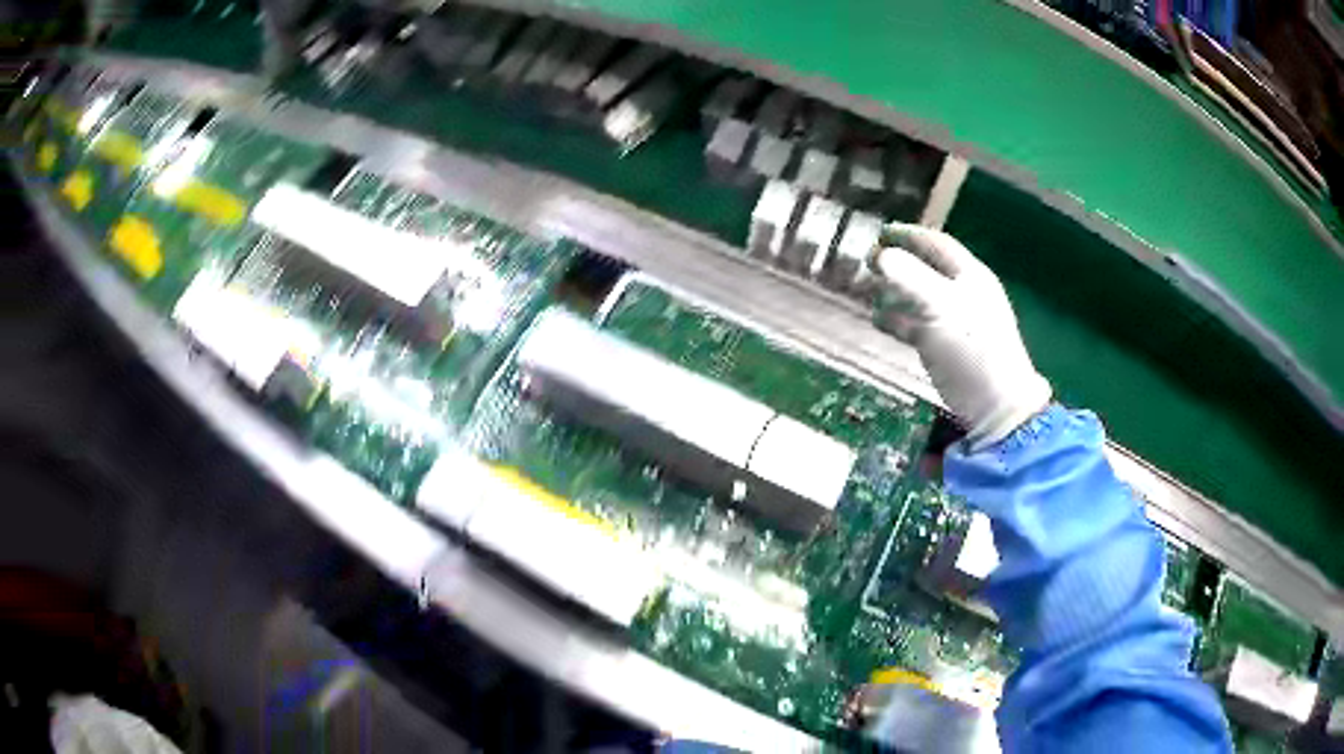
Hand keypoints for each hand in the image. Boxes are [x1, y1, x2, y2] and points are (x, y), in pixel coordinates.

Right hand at [870, 224, 1050, 446]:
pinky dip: (897, 320)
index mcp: (970, 276)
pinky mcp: (945, 347)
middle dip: (896, 265)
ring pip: (918, 297)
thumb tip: (881, 255)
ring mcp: (954, 321)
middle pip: (926, 269)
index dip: (910, 235)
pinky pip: (916, 324)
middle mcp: (963, 293)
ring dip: (892, 292)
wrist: (995, 404)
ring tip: (864, 291)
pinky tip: (878, 321)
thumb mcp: (940, 307)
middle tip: (867, 263)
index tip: (881, 232)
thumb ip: (910, 278)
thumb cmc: (972, 348)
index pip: (938, 244)